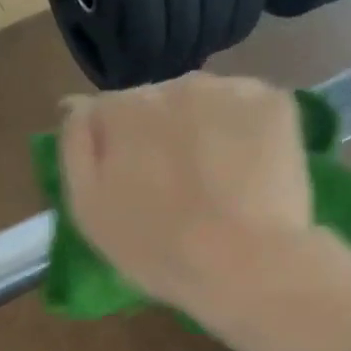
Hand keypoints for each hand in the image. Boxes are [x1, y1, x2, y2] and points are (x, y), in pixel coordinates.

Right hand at [58, 74, 312, 314]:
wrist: (245, 266)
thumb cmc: (158, 251)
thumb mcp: (89, 211)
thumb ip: (76, 148)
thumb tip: (77, 105)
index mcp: (122, 110)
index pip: (108, 113)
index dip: (119, 150)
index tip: (133, 187)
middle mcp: (173, 84)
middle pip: (159, 103)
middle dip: (162, 136)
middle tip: (178, 191)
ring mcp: (228, 88)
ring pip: (206, 103)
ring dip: (204, 131)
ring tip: (217, 184)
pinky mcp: (274, 102)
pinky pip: (249, 110)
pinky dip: (247, 134)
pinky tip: (250, 175)